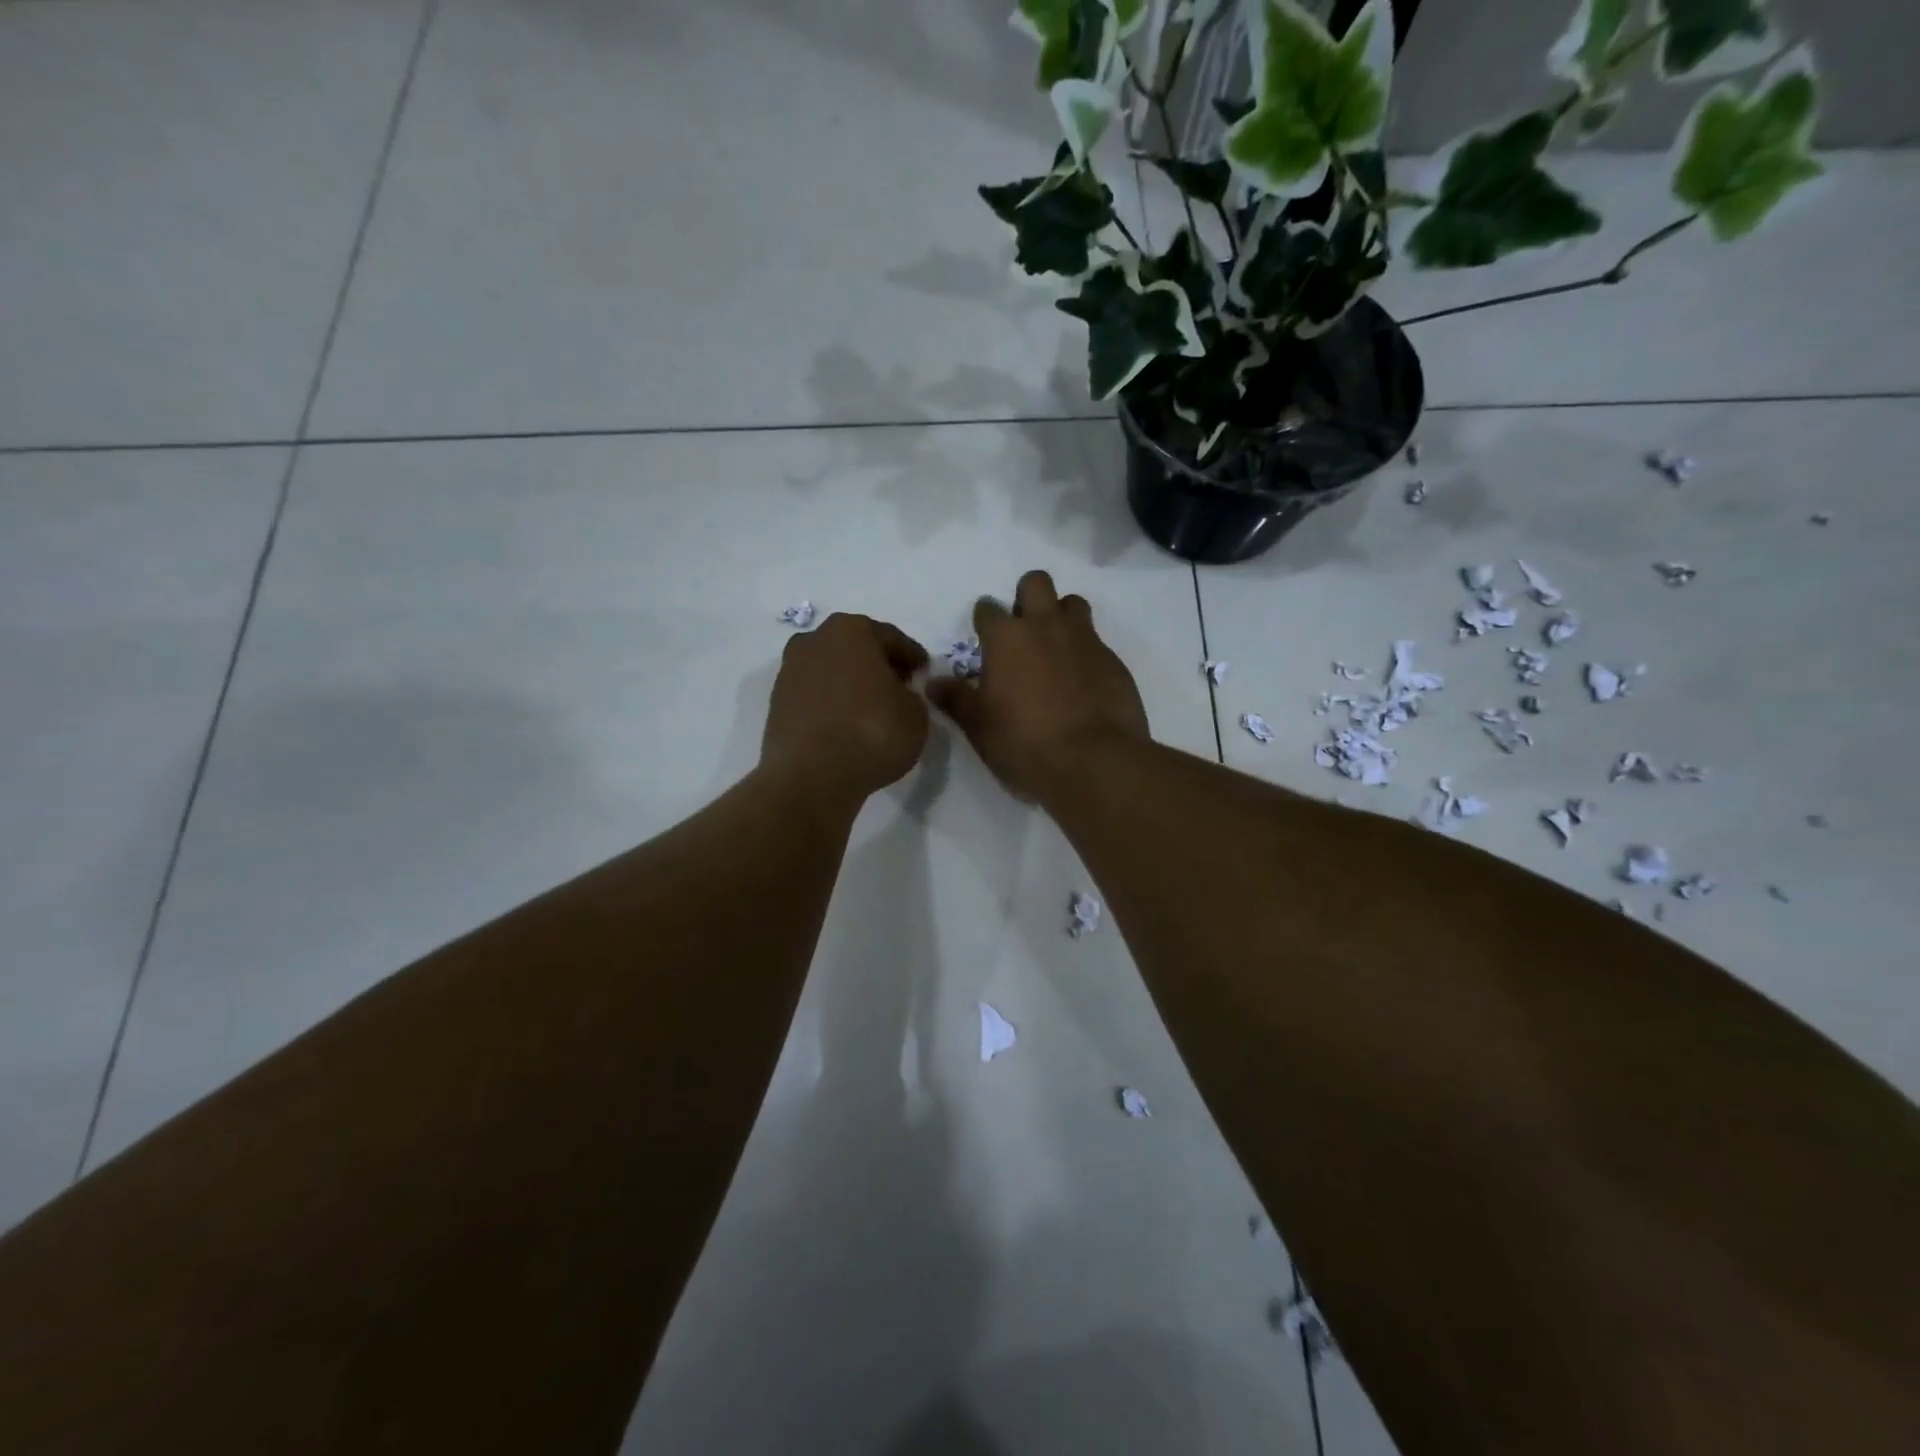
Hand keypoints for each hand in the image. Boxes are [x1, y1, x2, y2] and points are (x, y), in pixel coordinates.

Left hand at [763, 613, 930, 806]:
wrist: (811, 775)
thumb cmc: (872, 731)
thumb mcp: (916, 714)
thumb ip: (911, 696)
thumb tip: (898, 696)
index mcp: (852, 630)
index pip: (892, 639)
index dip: (912, 658)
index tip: (924, 673)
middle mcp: (815, 640)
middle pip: (856, 649)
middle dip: (878, 666)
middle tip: (899, 689)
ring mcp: (790, 671)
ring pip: (832, 671)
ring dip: (851, 685)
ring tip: (871, 710)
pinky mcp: (777, 703)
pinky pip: (815, 696)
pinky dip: (832, 705)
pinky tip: (847, 725)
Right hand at [928, 570, 1148, 799]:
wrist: (1093, 761)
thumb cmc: (1024, 742)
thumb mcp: (979, 726)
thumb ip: (955, 699)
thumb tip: (931, 682)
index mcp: (1006, 638)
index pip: (987, 608)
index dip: (984, 622)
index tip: (984, 640)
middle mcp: (1045, 626)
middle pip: (1036, 583)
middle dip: (1027, 597)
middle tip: (1023, 631)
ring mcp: (1084, 639)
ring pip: (1072, 603)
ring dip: (1061, 616)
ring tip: (1056, 649)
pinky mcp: (1113, 659)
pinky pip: (1096, 640)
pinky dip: (1085, 652)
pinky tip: (1082, 681)